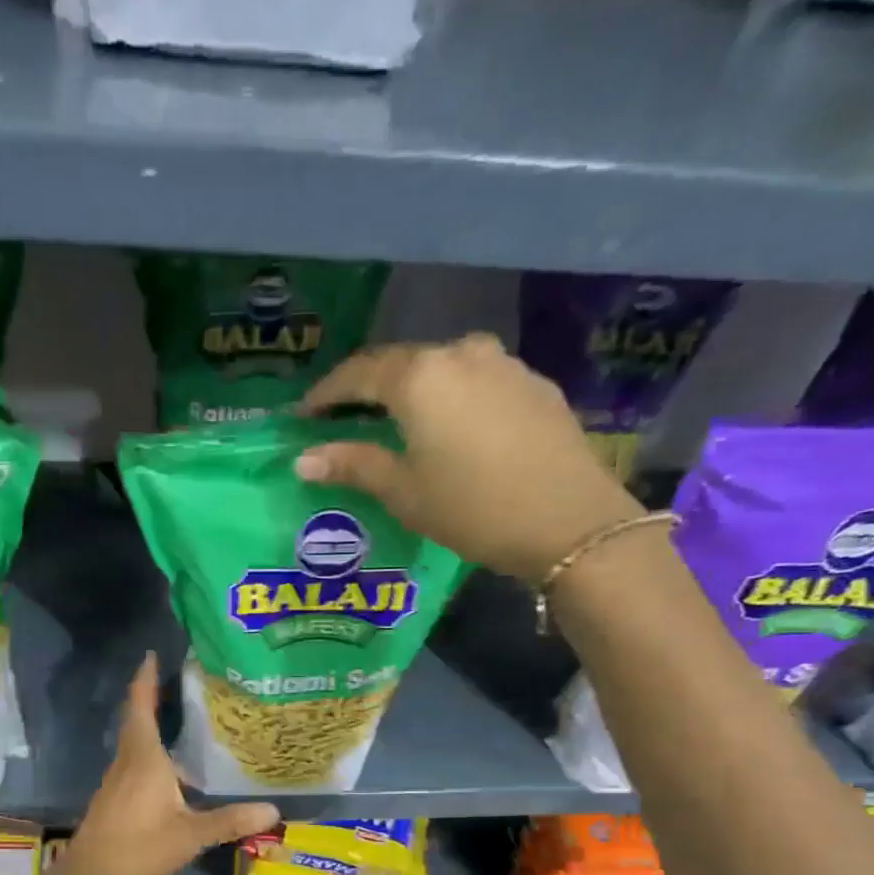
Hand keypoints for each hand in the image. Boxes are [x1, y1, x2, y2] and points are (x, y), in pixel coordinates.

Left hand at [55, 654, 278, 874]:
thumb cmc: (138, 848)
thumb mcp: (190, 835)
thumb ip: (230, 820)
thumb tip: (273, 810)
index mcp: (143, 758)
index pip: (141, 706)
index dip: (146, 678)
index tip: (152, 653)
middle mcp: (127, 761)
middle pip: (136, 719)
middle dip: (151, 696)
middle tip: (177, 679)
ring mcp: (117, 780)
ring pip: (135, 742)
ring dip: (151, 723)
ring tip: (181, 716)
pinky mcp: (114, 798)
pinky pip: (134, 761)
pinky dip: (151, 750)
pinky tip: (170, 766)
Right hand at [296, 334, 640, 578]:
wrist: (569, 521)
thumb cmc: (473, 509)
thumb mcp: (404, 492)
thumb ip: (353, 465)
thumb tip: (304, 459)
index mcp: (419, 377)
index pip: (358, 373)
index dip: (327, 393)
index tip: (305, 415)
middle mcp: (460, 353)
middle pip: (401, 364)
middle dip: (369, 390)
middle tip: (346, 419)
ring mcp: (504, 364)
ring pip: (443, 368)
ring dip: (414, 391)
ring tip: (399, 423)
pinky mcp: (534, 384)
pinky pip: (478, 381)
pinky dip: (452, 398)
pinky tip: (452, 428)